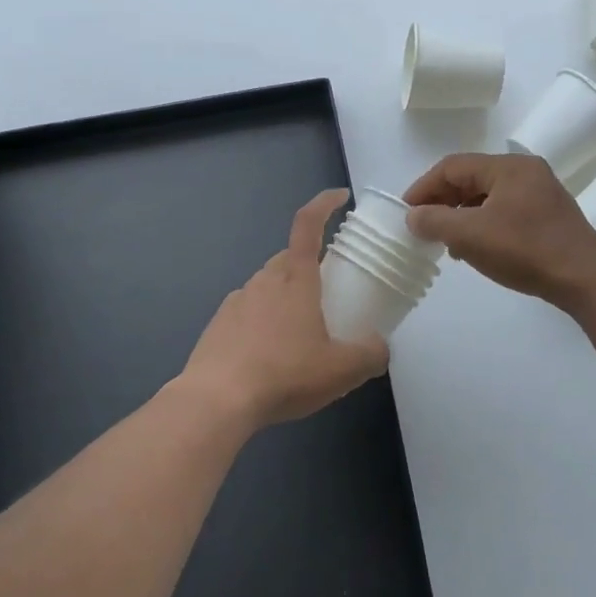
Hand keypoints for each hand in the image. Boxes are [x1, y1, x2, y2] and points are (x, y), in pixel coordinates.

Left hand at [177, 190, 389, 428]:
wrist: (215, 401)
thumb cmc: (284, 374)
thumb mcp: (341, 371)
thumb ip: (370, 355)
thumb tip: (380, 346)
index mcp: (296, 279)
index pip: (308, 224)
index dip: (324, 203)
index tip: (340, 196)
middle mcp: (265, 280)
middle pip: (290, 258)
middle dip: (310, 266)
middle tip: (327, 294)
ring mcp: (237, 300)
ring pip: (267, 285)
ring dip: (285, 297)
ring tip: (299, 334)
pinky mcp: (218, 324)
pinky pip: (247, 311)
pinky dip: (262, 321)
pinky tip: (268, 354)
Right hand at [403, 153, 595, 303]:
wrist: (585, 278)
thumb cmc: (525, 250)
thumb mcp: (472, 236)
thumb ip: (435, 222)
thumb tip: (413, 216)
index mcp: (508, 167)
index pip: (453, 166)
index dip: (424, 187)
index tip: (406, 211)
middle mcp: (525, 171)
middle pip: (471, 178)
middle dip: (443, 202)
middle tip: (423, 226)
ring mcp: (540, 193)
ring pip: (487, 196)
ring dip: (462, 215)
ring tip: (446, 241)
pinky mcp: (547, 215)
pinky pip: (504, 210)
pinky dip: (483, 223)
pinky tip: (475, 248)